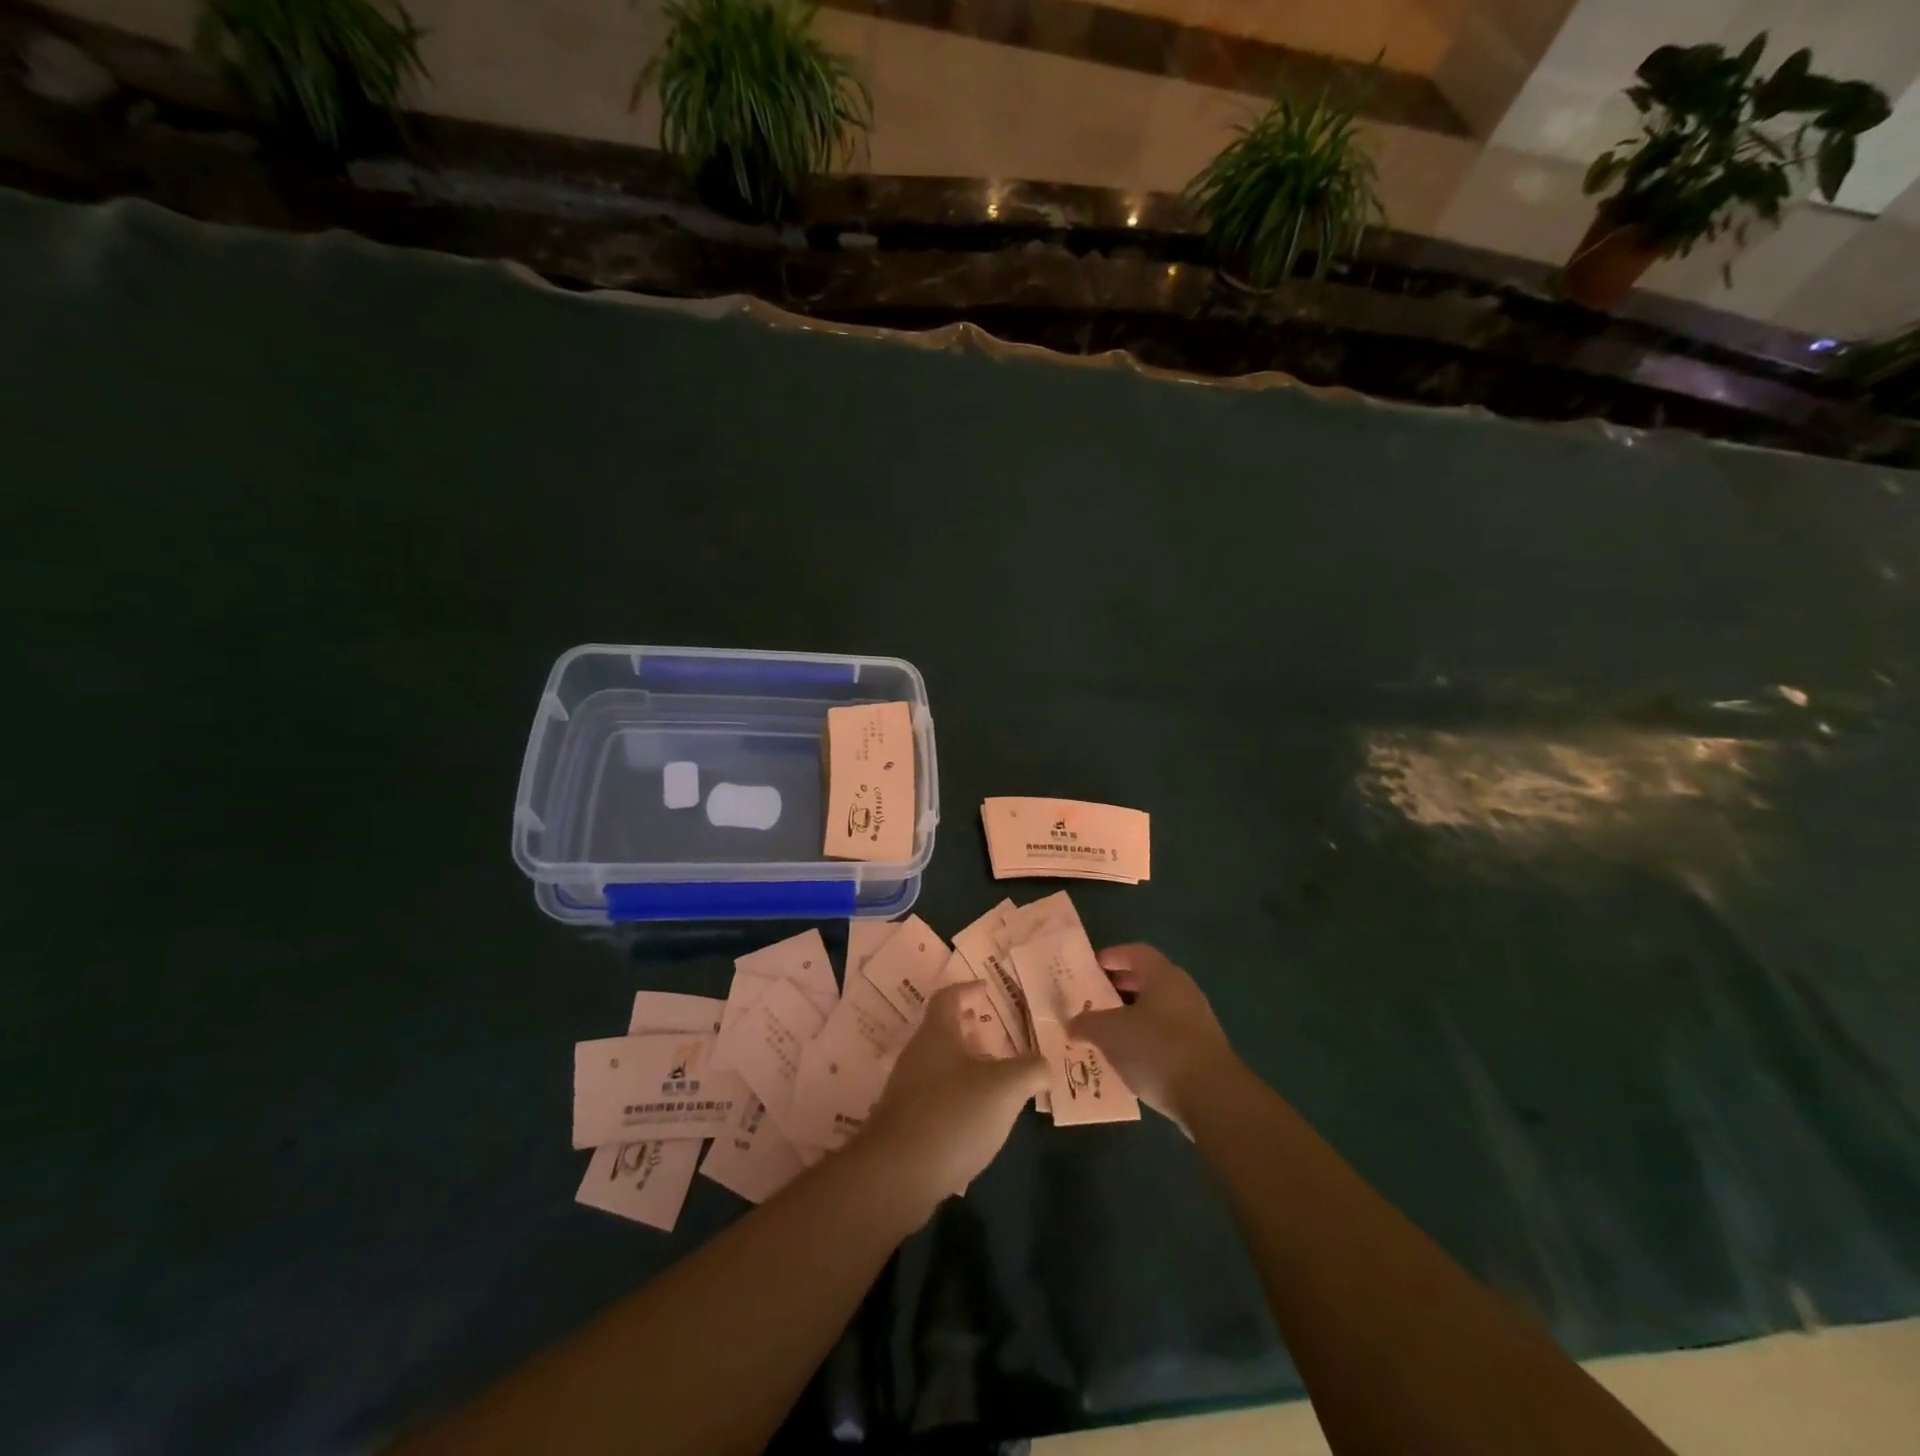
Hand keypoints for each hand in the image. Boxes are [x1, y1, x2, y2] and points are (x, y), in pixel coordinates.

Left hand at [861, 983, 1046, 1211]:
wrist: (898, 1174)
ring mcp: (906, 1090)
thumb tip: (1044, 1065)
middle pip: (942, 1031)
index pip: (948, 998)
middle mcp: (917, 1055)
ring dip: (964, 1065)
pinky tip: (976, 1118)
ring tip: (993, 1079)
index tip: (986, 990)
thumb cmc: (954, 1115)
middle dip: (968, 1029)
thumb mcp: (1005, 1088)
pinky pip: (934, 1096)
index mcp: (937, 1034)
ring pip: (939, 1064)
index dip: (968, 990)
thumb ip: (1031, 1071)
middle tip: (993, 1034)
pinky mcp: (905, 1123)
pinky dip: (956, 1095)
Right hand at [1069, 943, 1233, 1124]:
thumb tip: (1072, 1023)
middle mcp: (1183, 990)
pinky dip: (1148, 1037)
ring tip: (1108, 1030)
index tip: (1091, 966)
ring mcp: (1197, 1020)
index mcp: (1162, 975)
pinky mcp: (1203, 1049)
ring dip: (1134, 1014)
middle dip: (1121, 986)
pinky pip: (1168, 1033)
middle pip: (1148, 979)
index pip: (1135, 952)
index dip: (1112, 956)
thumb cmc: (1157, 1049)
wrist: (1213, 1097)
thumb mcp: (1110, 1033)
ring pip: (1158, 1008)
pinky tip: (1132, 1057)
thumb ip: (1087, 1023)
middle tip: (1095, 997)